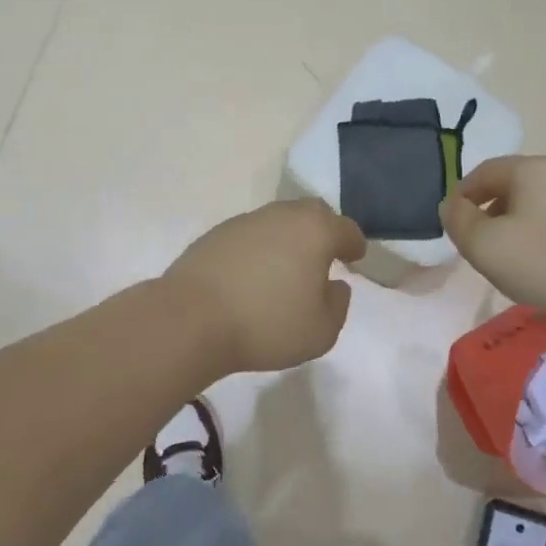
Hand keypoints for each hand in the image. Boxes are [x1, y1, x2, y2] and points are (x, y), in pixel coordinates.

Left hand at [163, 199, 366, 373]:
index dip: (354, 244)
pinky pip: (249, 236)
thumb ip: (338, 305)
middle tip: (323, 257)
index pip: (345, 229)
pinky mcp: (215, 234)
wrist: (191, 320)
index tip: (355, 257)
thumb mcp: (321, 331)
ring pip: (277, 222)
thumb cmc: (266, 325)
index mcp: (314, 231)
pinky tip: (252, 276)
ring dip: (288, 239)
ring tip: (286, 269)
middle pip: (311, 214)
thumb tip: (334, 286)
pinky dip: (258, 249)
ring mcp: (245, 221)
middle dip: (322, 231)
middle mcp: (281, 216)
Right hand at [440, 155, 545, 322]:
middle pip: (510, 187)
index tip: (452, 227)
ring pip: (535, 206)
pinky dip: (541, 239)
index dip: (460, 196)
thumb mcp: (483, 244)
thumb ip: (458, 220)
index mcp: (530, 168)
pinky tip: (543, 268)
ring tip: (509, 262)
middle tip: (477, 247)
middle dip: (488, 213)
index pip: (482, 172)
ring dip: (514, 228)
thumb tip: (452, 205)